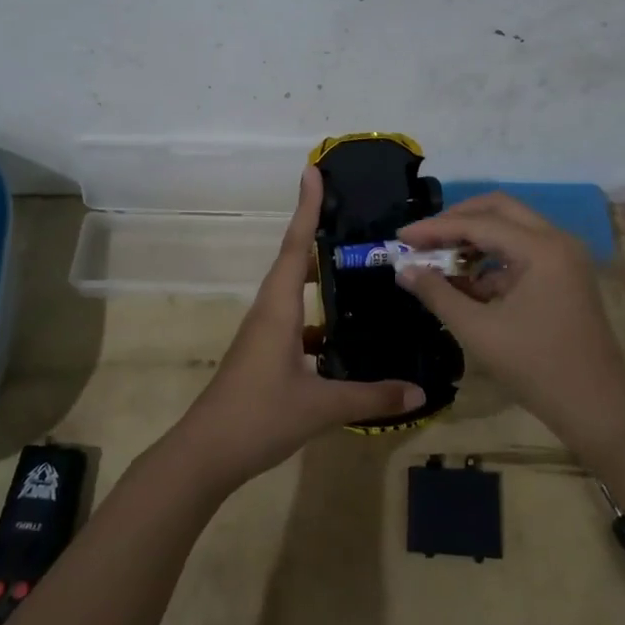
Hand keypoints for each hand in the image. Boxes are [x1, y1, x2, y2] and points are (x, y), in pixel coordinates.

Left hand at [171, 166, 426, 490]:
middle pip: (295, 260)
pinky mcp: (265, 353)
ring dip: (319, 274)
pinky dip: (318, 315)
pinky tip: (343, 331)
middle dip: (318, 233)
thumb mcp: (321, 406)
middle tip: (353, 216)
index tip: (313, 170)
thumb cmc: (258, 417)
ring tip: (356, 265)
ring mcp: (264, 333)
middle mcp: (269, 310)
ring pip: (294, 290)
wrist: (204, 454)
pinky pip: (295, 320)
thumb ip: (372, 396)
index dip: (307, 206)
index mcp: (278, 307)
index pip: (297, 244)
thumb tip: (420, 392)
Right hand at [396, 193, 624, 458]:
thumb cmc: (537, 368)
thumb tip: (404, 270)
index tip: (401, 237)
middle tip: (423, 239)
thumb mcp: (478, 331)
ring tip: (438, 261)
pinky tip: (464, 284)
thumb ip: (438, 294)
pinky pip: (521, 253)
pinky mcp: (563, 276)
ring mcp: (563, 257)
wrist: (598, 409)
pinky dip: (491, 262)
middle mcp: (557, 240)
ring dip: (473, 240)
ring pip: (510, 229)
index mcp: (542, 248)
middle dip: (457, 221)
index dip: (435, 228)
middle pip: (498, 210)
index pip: (479, 223)